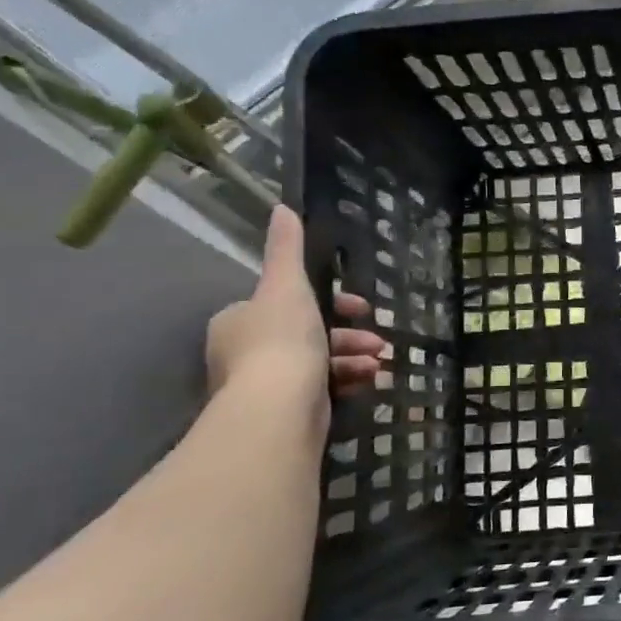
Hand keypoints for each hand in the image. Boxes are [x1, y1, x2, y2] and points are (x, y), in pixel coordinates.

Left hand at [205, 206, 389, 402]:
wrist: (278, 408)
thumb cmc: (282, 339)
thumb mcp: (288, 285)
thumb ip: (287, 249)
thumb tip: (283, 208)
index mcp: (240, 319)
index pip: (288, 302)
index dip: (329, 301)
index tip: (360, 307)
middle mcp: (245, 351)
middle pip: (308, 333)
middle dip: (348, 334)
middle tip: (378, 339)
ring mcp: (264, 384)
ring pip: (318, 362)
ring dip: (354, 358)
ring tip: (380, 363)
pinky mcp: (284, 411)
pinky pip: (321, 388)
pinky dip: (347, 381)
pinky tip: (371, 380)